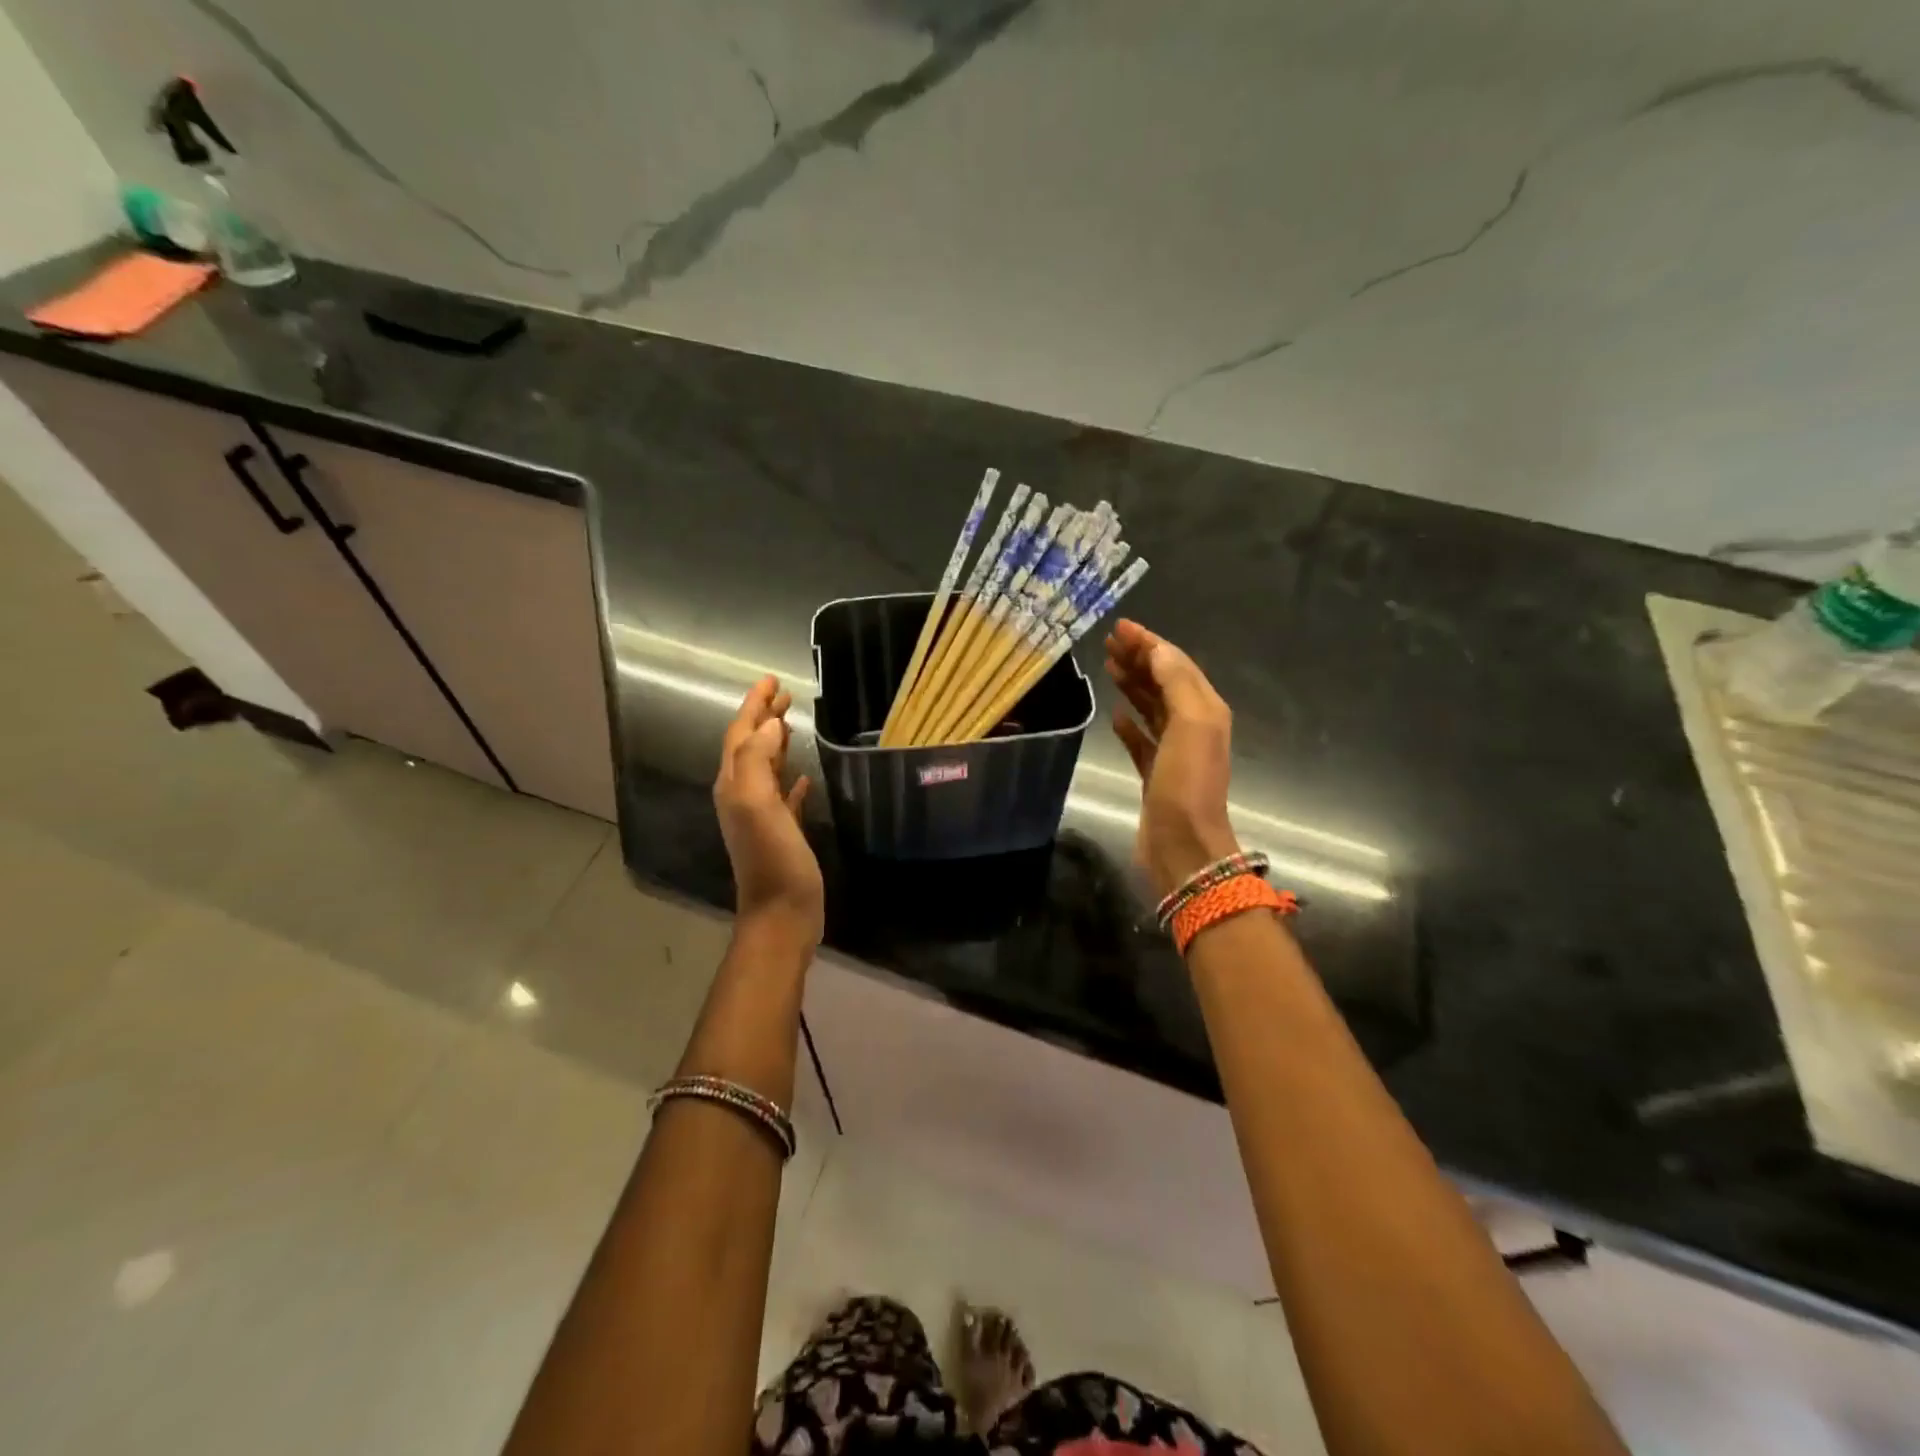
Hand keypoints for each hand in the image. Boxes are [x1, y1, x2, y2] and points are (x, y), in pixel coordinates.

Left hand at [714, 676, 823, 944]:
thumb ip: (757, 761)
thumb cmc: (773, 858)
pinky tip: (806, 774)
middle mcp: (743, 796)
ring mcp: (762, 815)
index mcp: (735, 785)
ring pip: (766, 767)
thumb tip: (768, 724)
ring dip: (776, 742)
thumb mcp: (759, 804)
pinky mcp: (783, 832)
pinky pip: (785, 795)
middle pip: (751, 745)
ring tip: (793, 721)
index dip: (754, 705)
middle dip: (764, 717)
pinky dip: (792, 778)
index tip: (772, 679)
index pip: (741, 734)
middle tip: (785, 693)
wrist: (782, 913)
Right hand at [1105, 619, 1239, 898]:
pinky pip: (1141, 739)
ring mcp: (1174, 752)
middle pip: (1164, 682)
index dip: (1150, 644)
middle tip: (1109, 643)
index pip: (1176, 665)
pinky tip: (1115, 714)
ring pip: (1152, 707)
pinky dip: (1129, 723)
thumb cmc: (1187, 783)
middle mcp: (1193, 726)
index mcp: (1206, 710)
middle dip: (1139, 659)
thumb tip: (1157, 652)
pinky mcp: (1155, 774)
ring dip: (1133, 685)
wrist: (1183, 845)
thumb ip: (1176, 682)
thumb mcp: (1191, 724)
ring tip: (1109, 667)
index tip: (1120, 627)